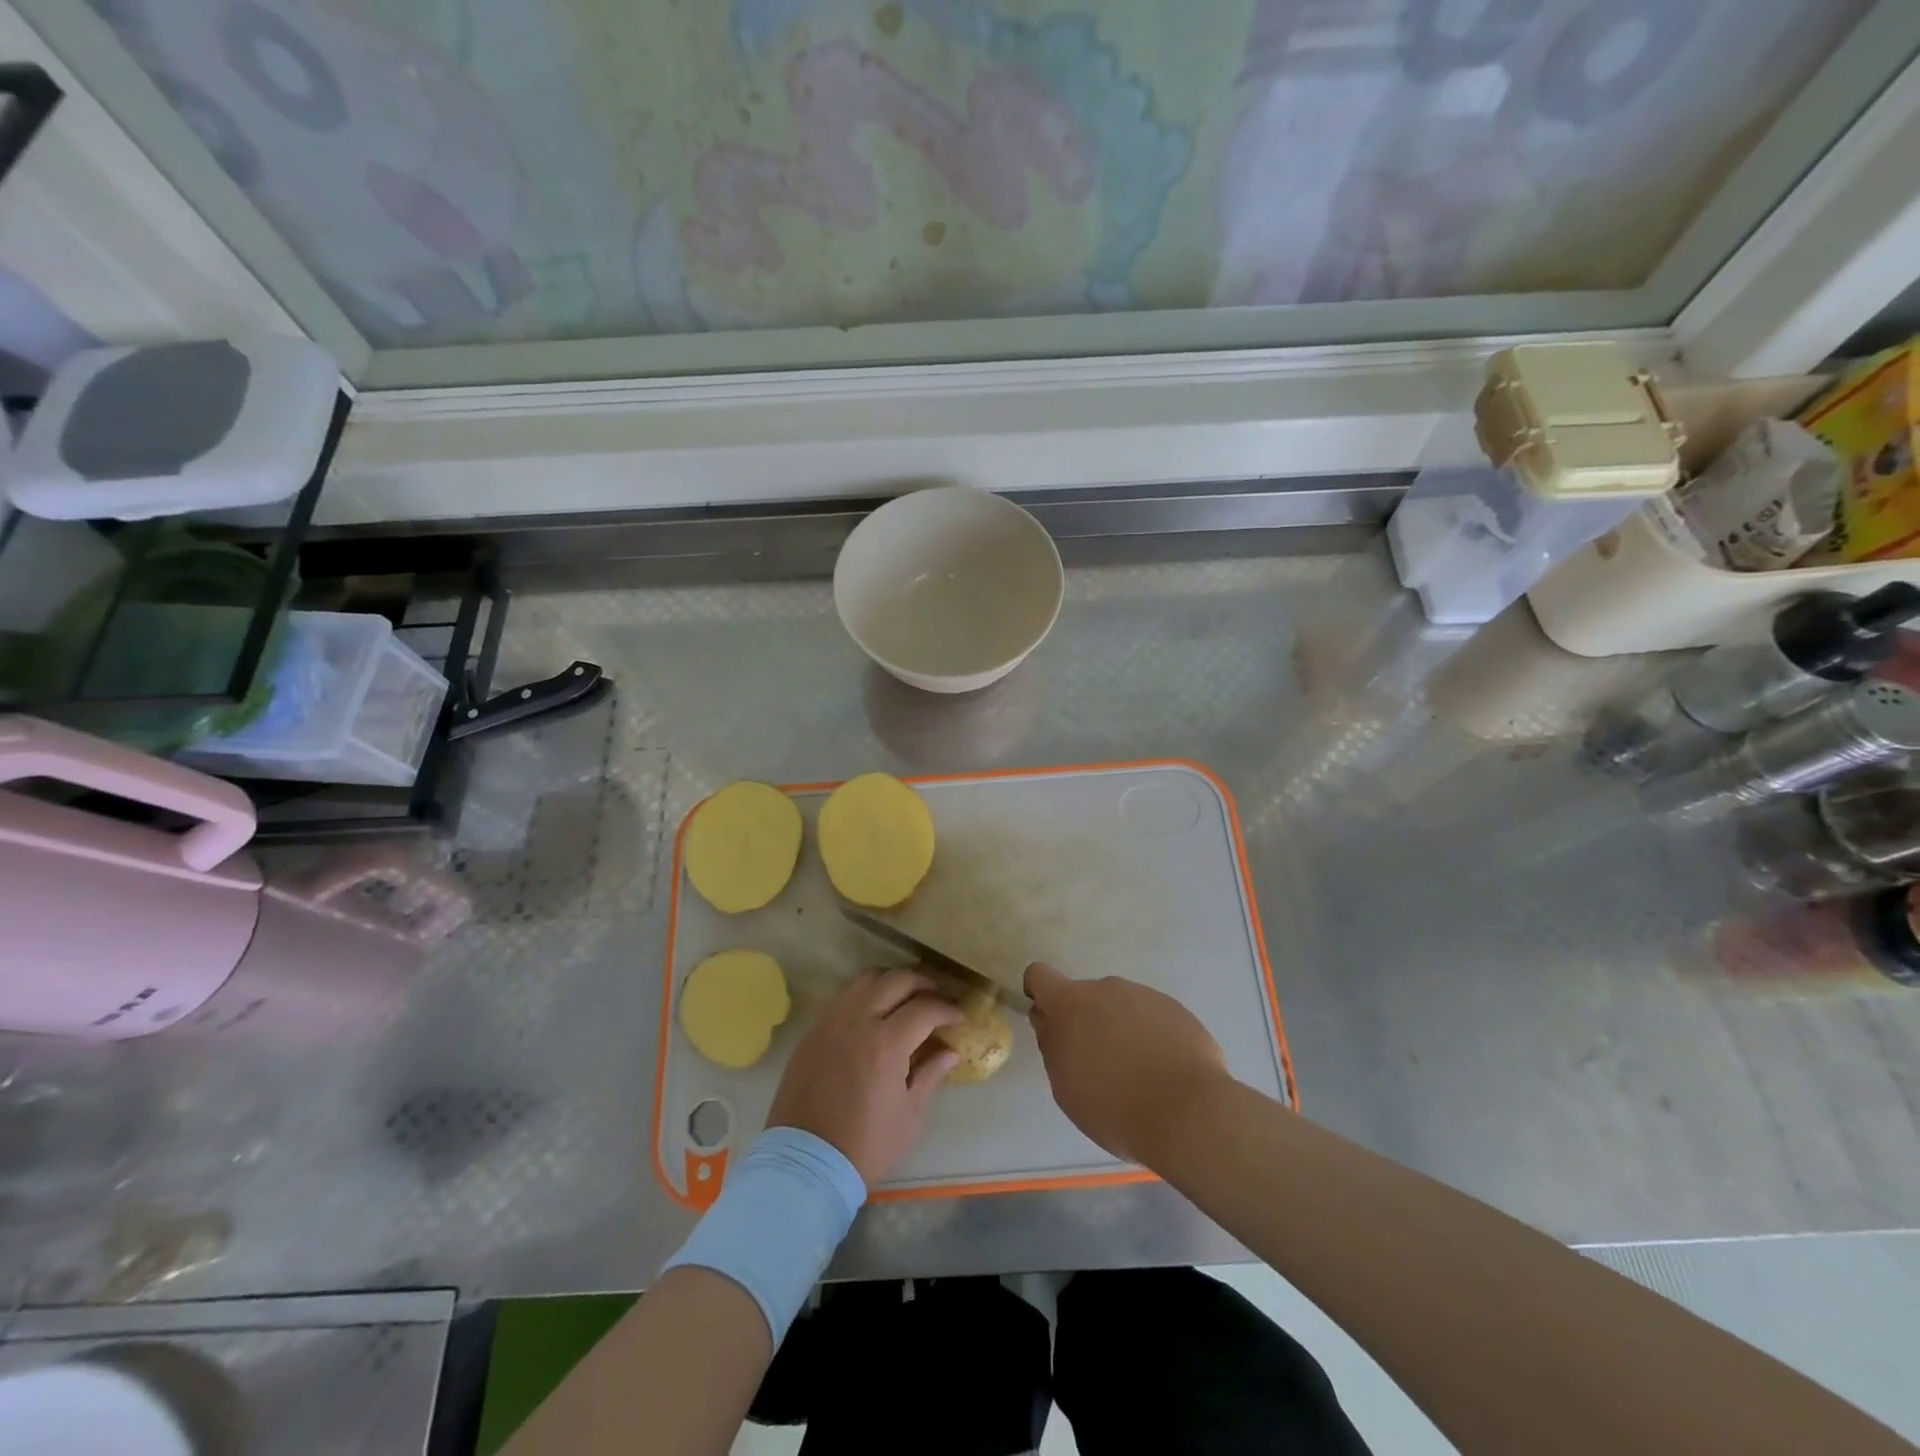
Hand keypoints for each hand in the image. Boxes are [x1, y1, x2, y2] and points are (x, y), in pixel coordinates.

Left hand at [767, 968, 963, 1186]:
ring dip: (893, 981)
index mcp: (886, 1043)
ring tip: (908, 997)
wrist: (805, 1164)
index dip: (947, 1009)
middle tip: (938, 998)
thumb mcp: (909, 1117)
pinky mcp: (813, 1031)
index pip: (925, 1008)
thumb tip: (949, 1052)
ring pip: (867, 979)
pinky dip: (867, 993)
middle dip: (924, 983)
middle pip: (897, 980)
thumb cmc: (865, 1145)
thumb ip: (930, 1075)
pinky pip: (845, 996)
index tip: (959, 1017)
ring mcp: (831, 1021)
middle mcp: (857, 1021)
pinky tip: (876, 1012)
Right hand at [1024, 963, 1230, 1163]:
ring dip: (1120, 1029)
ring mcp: (1145, 995)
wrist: (1188, 1114)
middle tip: (1099, 1066)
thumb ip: (1052, 1045)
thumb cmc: (1113, 1106)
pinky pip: (1152, 1017)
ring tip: (1138, 1075)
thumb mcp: (1065, 1086)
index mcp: (1071, 1003)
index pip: (1040, 976)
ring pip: (1121, 1006)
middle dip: (1086, 1022)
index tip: (1050, 1024)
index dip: (1039, 995)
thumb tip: (1049, 1021)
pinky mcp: (1176, 1009)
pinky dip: (1151, 1037)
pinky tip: (1164, 1073)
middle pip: (1085, 996)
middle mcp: (1107, 988)